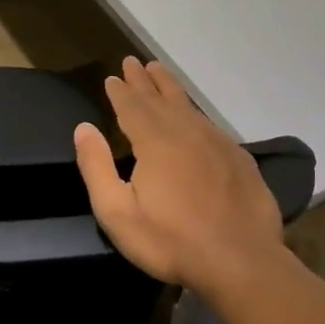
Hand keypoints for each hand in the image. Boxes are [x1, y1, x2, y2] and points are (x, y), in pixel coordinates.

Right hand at [74, 57, 287, 297]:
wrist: (240, 261)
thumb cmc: (170, 240)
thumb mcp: (117, 212)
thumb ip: (96, 167)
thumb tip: (84, 128)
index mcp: (155, 141)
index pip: (132, 106)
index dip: (121, 91)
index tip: (112, 77)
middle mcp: (187, 132)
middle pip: (161, 98)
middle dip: (144, 80)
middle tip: (133, 62)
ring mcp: (217, 143)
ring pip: (189, 106)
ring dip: (170, 88)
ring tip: (160, 72)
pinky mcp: (239, 159)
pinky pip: (210, 124)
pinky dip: (196, 113)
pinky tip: (194, 117)